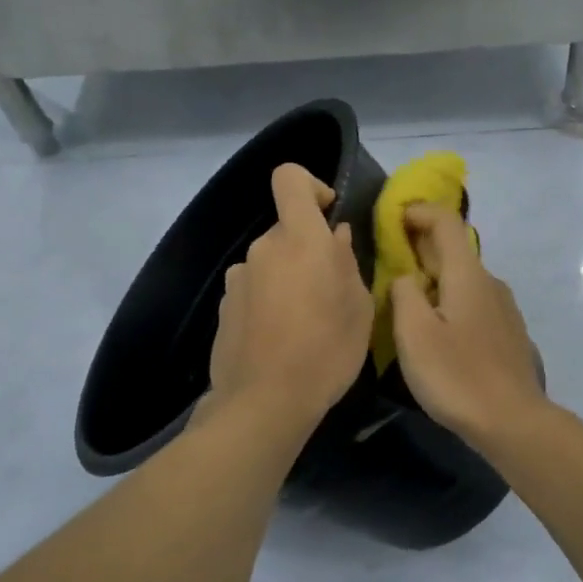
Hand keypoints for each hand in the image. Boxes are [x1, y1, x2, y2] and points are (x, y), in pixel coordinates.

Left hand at [206, 163, 372, 426]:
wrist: (264, 403)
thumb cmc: (326, 351)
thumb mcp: (359, 308)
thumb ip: (347, 262)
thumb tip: (335, 237)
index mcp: (300, 239)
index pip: (289, 178)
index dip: (310, 186)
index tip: (328, 215)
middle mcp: (263, 248)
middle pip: (287, 229)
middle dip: (308, 249)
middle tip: (330, 290)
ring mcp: (238, 277)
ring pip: (271, 261)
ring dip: (288, 277)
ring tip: (305, 321)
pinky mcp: (223, 306)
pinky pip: (254, 288)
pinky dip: (268, 300)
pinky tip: (279, 337)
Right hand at [389, 204, 548, 444]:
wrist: (512, 420)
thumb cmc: (457, 375)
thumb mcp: (414, 333)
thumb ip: (403, 293)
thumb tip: (405, 277)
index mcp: (467, 274)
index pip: (446, 221)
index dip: (418, 211)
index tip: (392, 219)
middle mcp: (490, 281)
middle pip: (454, 249)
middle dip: (421, 246)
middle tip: (389, 262)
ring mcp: (504, 307)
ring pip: (464, 278)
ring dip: (436, 277)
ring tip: (409, 301)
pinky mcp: (508, 332)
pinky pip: (474, 301)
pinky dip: (451, 300)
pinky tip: (439, 330)